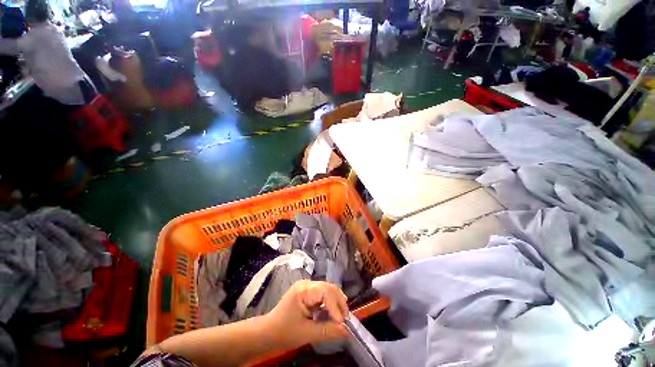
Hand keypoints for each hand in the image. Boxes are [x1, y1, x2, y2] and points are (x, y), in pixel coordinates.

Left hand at [263, 280, 348, 348]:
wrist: (268, 332)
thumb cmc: (284, 332)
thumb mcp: (306, 333)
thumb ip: (327, 331)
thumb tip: (346, 331)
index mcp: (303, 290)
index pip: (325, 291)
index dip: (335, 305)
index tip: (342, 322)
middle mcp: (307, 284)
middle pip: (329, 287)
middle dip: (339, 302)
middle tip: (346, 320)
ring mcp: (307, 287)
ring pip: (328, 290)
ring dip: (336, 303)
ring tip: (341, 317)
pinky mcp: (309, 293)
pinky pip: (324, 295)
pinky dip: (331, 304)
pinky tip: (333, 314)